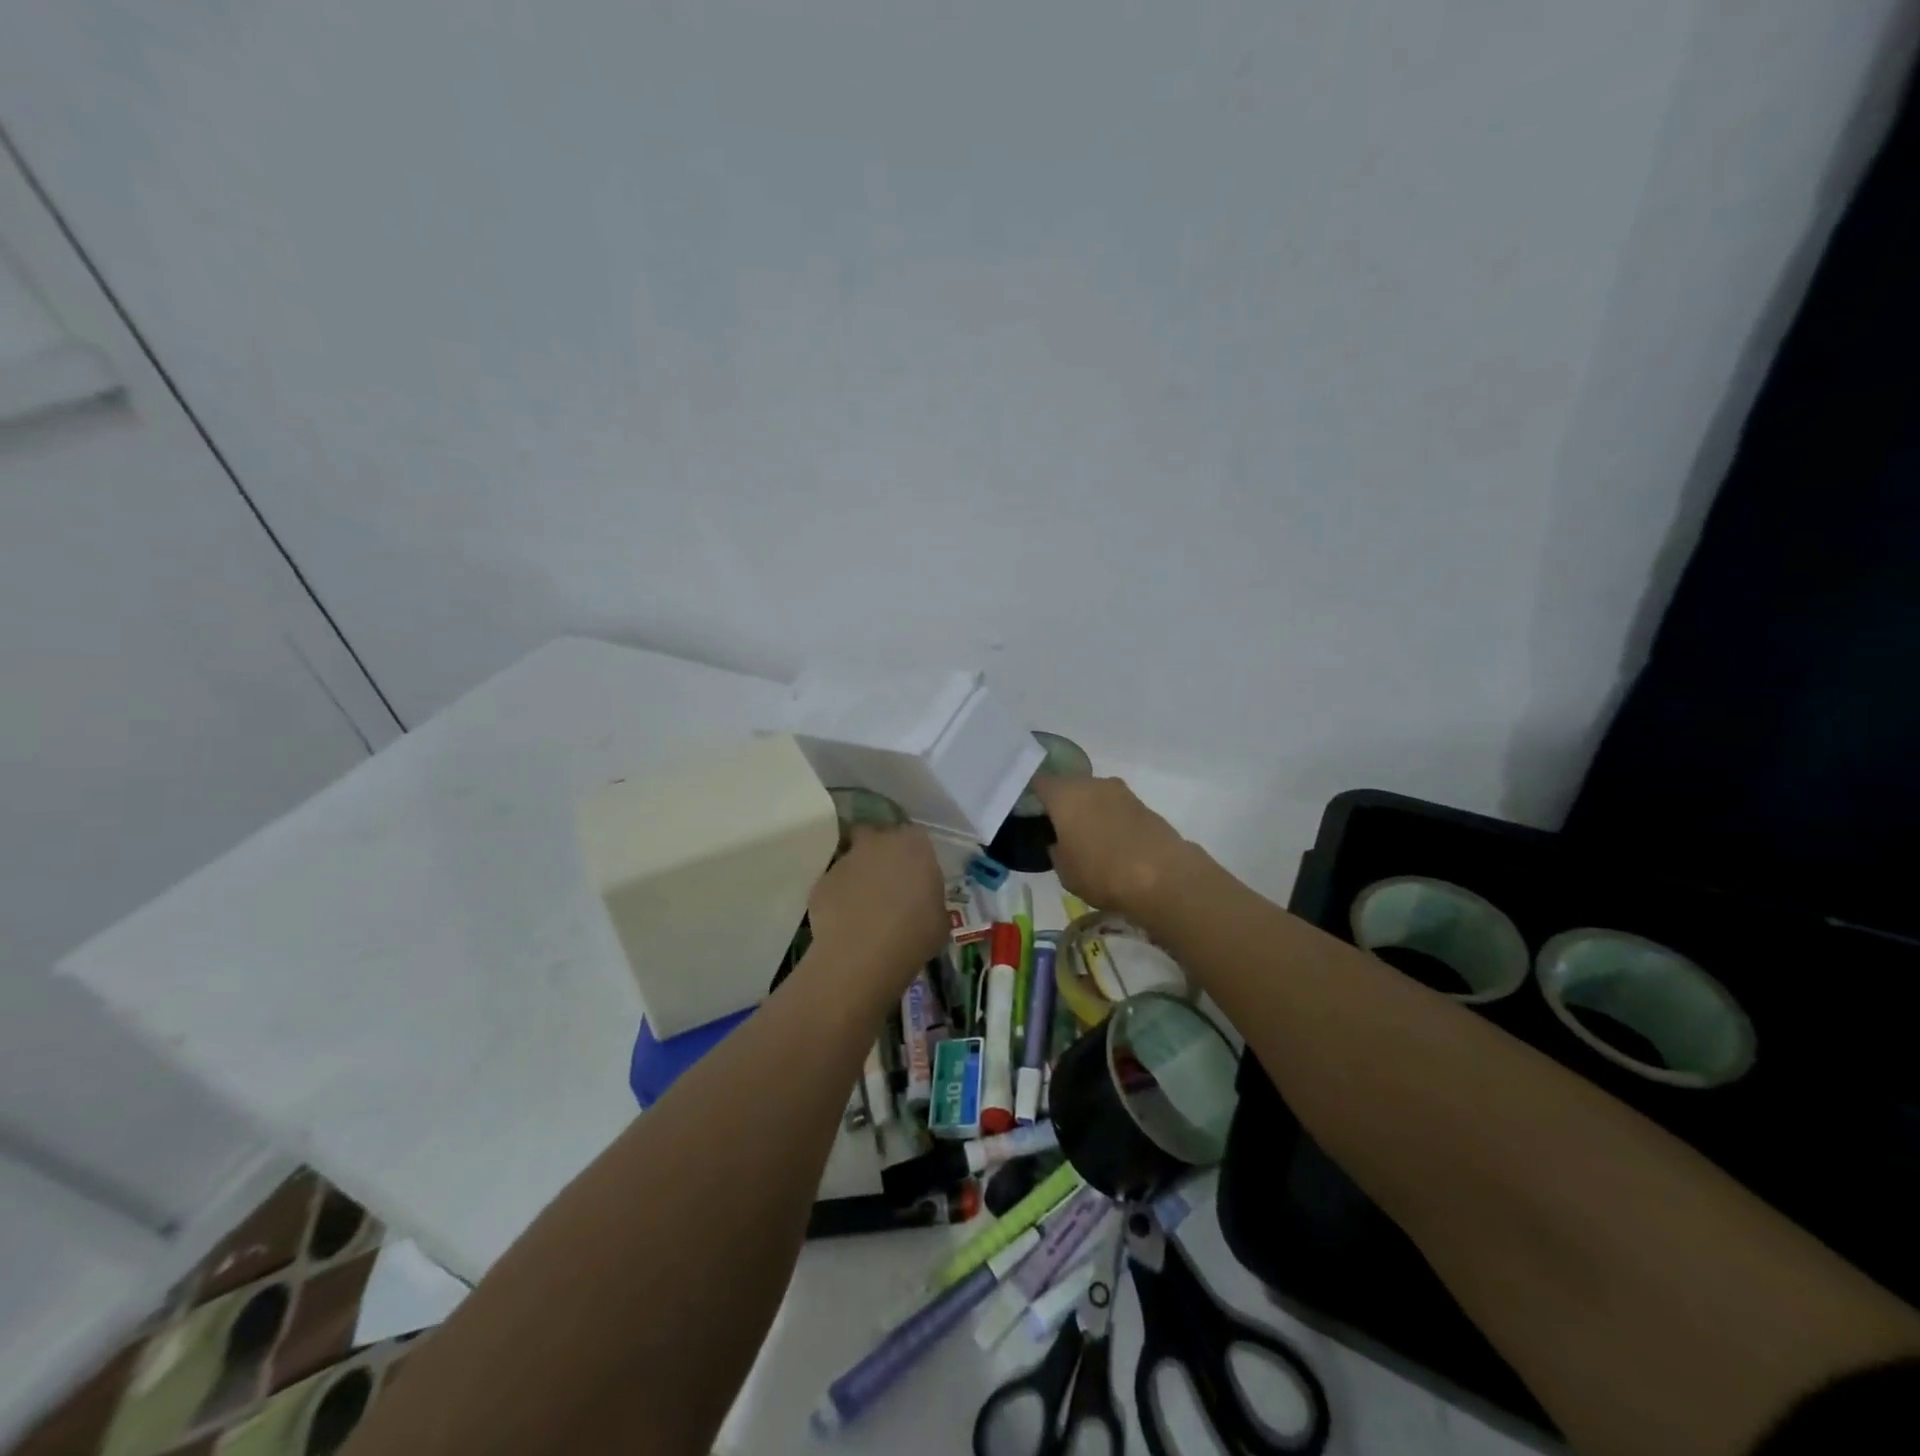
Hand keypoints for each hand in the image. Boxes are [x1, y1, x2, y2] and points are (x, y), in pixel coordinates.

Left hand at [807, 825, 947, 991]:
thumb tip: (921, 901)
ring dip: (858, 876)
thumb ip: (930, 898)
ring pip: (853, 860)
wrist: (862, 955)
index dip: (915, 856)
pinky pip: (834, 885)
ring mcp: (845, 860)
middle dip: (881, 854)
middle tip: (888, 883)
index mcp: (913, 845)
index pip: (916, 838)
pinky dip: (839, 898)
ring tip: (865, 909)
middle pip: (877, 837)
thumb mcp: (940, 919)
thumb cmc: (913, 935)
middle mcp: (877, 843)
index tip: (916, 876)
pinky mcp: (821, 882)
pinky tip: (845, 923)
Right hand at [1033, 775, 1198, 922]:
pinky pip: (1118, 809)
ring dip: (1091, 812)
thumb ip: (1056, 850)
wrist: (1163, 877)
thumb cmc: (1102, 873)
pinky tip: (1113, 844)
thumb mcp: (1065, 871)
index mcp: (1065, 795)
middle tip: (1058, 827)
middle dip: (1064, 803)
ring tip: (1088, 839)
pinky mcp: (1145, 806)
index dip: (1033, 794)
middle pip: (1071, 786)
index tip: (1029, 809)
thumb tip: (1059, 842)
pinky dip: (1112, 821)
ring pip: (1096, 796)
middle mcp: (1093, 784)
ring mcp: (1122, 793)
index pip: (1040, 782)